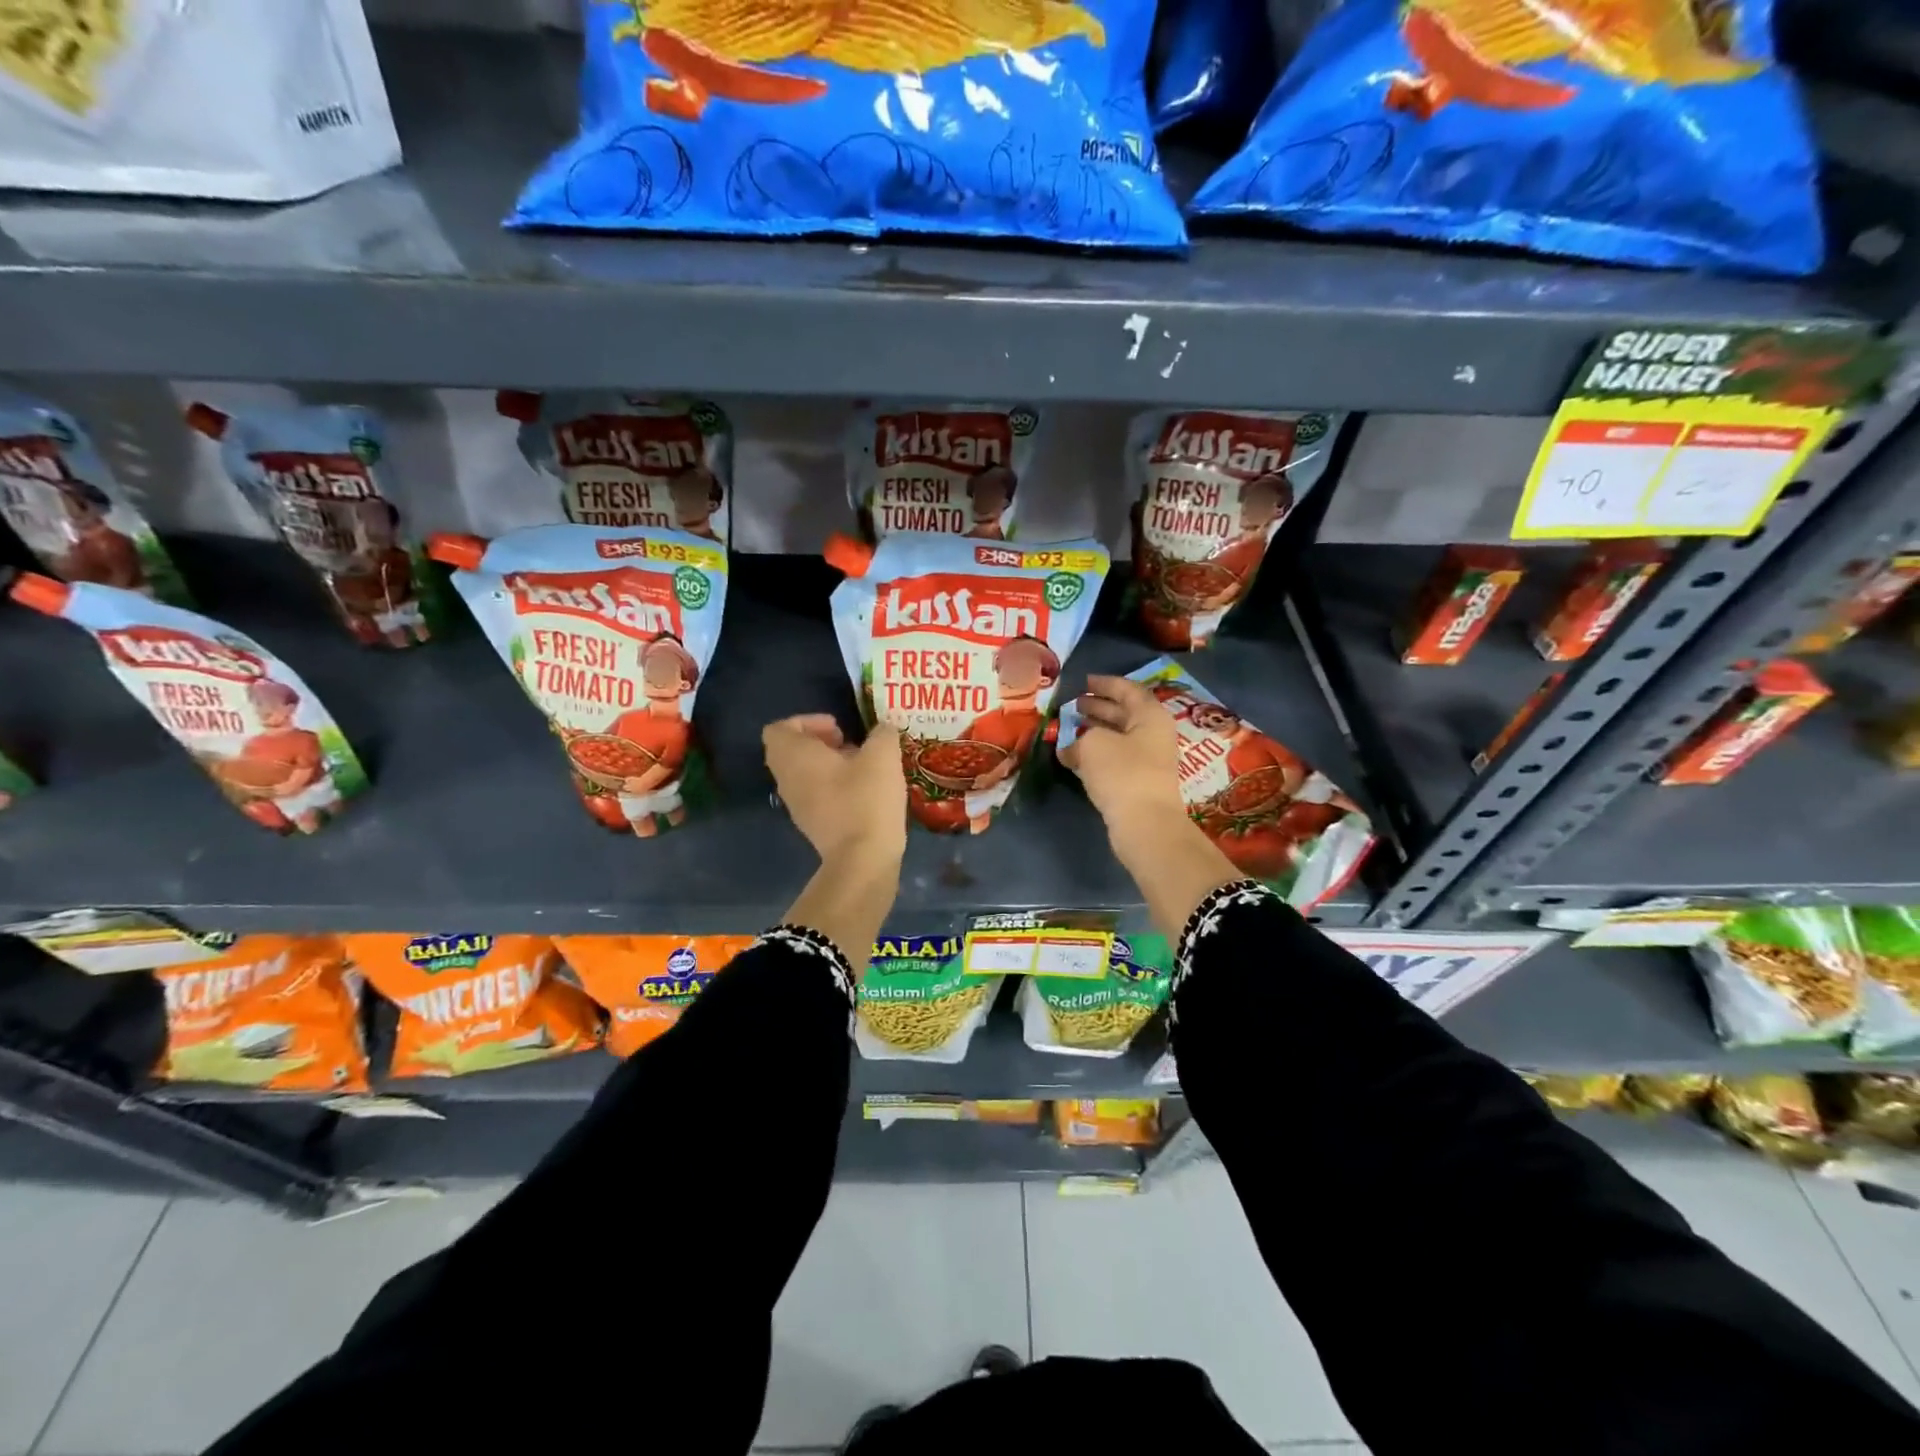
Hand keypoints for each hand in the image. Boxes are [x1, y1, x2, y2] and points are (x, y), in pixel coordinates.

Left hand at [763, 714, 906, 863]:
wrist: (862, 859)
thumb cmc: (865, 799)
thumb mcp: (883, 756)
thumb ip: (883, 734)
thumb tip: (884, 729)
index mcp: (794, 756)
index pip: (778, 729)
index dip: (806, 721)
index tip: (837, 728)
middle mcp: (786, 780)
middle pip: (790, 752)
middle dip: (819, 742)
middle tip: (849, 744)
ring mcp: (796, 806)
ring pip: (803, 774)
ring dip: (828, 765)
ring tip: (862, 767)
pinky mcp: (812, 825)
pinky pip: (814, 795)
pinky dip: (833, 787)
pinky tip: (863, 792)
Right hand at [1059, 675, 1188, 842]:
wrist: (1144, 823)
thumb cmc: (1121, 772)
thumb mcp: (1093, 744)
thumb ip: (1079, 739)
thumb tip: (1069, 749)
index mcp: (1150, 716)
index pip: (1128, 690)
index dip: (1105, 683)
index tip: (1084, 682)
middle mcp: (1154, 734)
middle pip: (1125, 713)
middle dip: (1099, 707)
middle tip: (1075, 705)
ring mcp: (1149, 760)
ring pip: (1120, 737)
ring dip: (1096, 730)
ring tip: (1072, 727)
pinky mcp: (1140, 782)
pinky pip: (1117, 758)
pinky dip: (1097, 753)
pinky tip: (1076, 756)